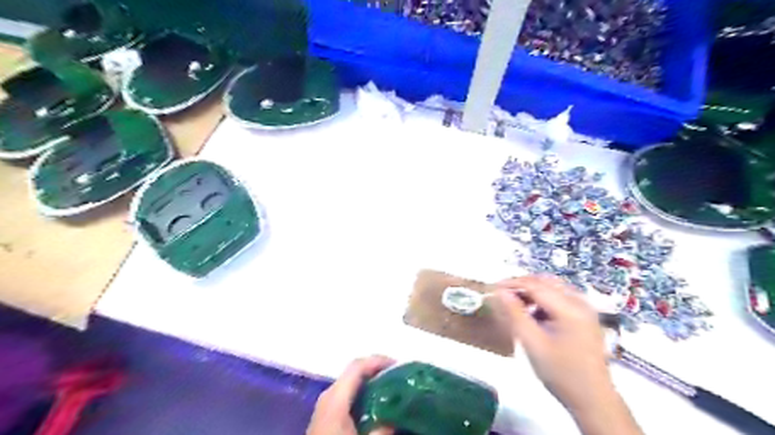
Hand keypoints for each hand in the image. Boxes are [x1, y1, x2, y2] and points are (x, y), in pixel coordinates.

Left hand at [307, 356, 395, 434]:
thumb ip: (382, 430)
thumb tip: (396, 419)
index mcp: (335, 398)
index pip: (357, 367)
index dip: (378, 361)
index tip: (399, 365)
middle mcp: (328, 396)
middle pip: (353, 372)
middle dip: (376, 371)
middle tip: (398, 377)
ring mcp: (324, 406)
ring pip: (349, 384)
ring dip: (369, 382)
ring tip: (390, 389)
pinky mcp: (324, 417)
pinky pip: (346, 396)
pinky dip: (362, 394)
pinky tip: (374, 406)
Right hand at [497, 275, 641, 433]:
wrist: (593, 399)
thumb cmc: (560, 373)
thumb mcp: (532, 343)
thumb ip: (515, 314)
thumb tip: (500, 292)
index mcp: (569, 308)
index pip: (535, 285)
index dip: (512, 284)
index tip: (492, 288)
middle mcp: (580, 302)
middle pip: (545, 282)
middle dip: (521, 285)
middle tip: (501, 295)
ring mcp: (585, 308)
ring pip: (552, 287)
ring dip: (532, 291)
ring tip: (514, 304)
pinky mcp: (585, 316)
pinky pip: (560, 297)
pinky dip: (543, 300)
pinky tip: (533, 314)